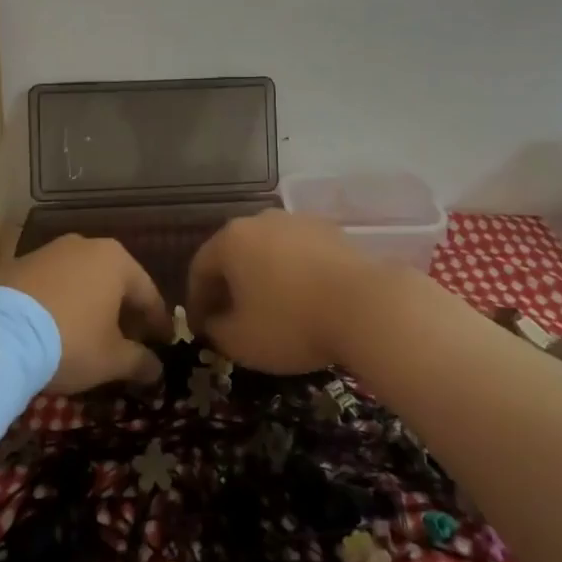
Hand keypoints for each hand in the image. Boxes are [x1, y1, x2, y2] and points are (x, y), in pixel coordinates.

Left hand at [0, 235, 169, 393]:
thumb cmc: (69, 341)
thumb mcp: (111, 359)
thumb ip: (140, 362)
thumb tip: (157, 370)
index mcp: (116, 260)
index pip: (148, 294)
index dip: (158, 323)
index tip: (164, 344)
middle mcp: (85, 246)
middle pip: (114, 283)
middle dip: (123, 313)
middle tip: (128, 343)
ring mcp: (48, 251)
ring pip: (80, 281)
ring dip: (89, 307)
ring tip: (88, 337)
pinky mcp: (16, 264)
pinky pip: (49, 286)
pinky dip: (58, 305)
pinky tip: (52, 330)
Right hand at [186, 210, 391, 374]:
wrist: (365, 305)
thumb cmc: (291, 323)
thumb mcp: (240, 341)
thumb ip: (216, 330)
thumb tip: (215, 322)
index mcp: (231, 239)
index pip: (199, 268)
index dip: (196, 302)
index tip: (202, 330)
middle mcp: (261, 220)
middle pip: (233, 253)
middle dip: (228, 287)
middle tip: (232, 320)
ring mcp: (298, 221)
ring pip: (267, 250)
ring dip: (261, 278)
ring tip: (270, 311)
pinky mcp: (330, 230)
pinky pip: (298, 253)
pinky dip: (292, 274)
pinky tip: (303, 300)